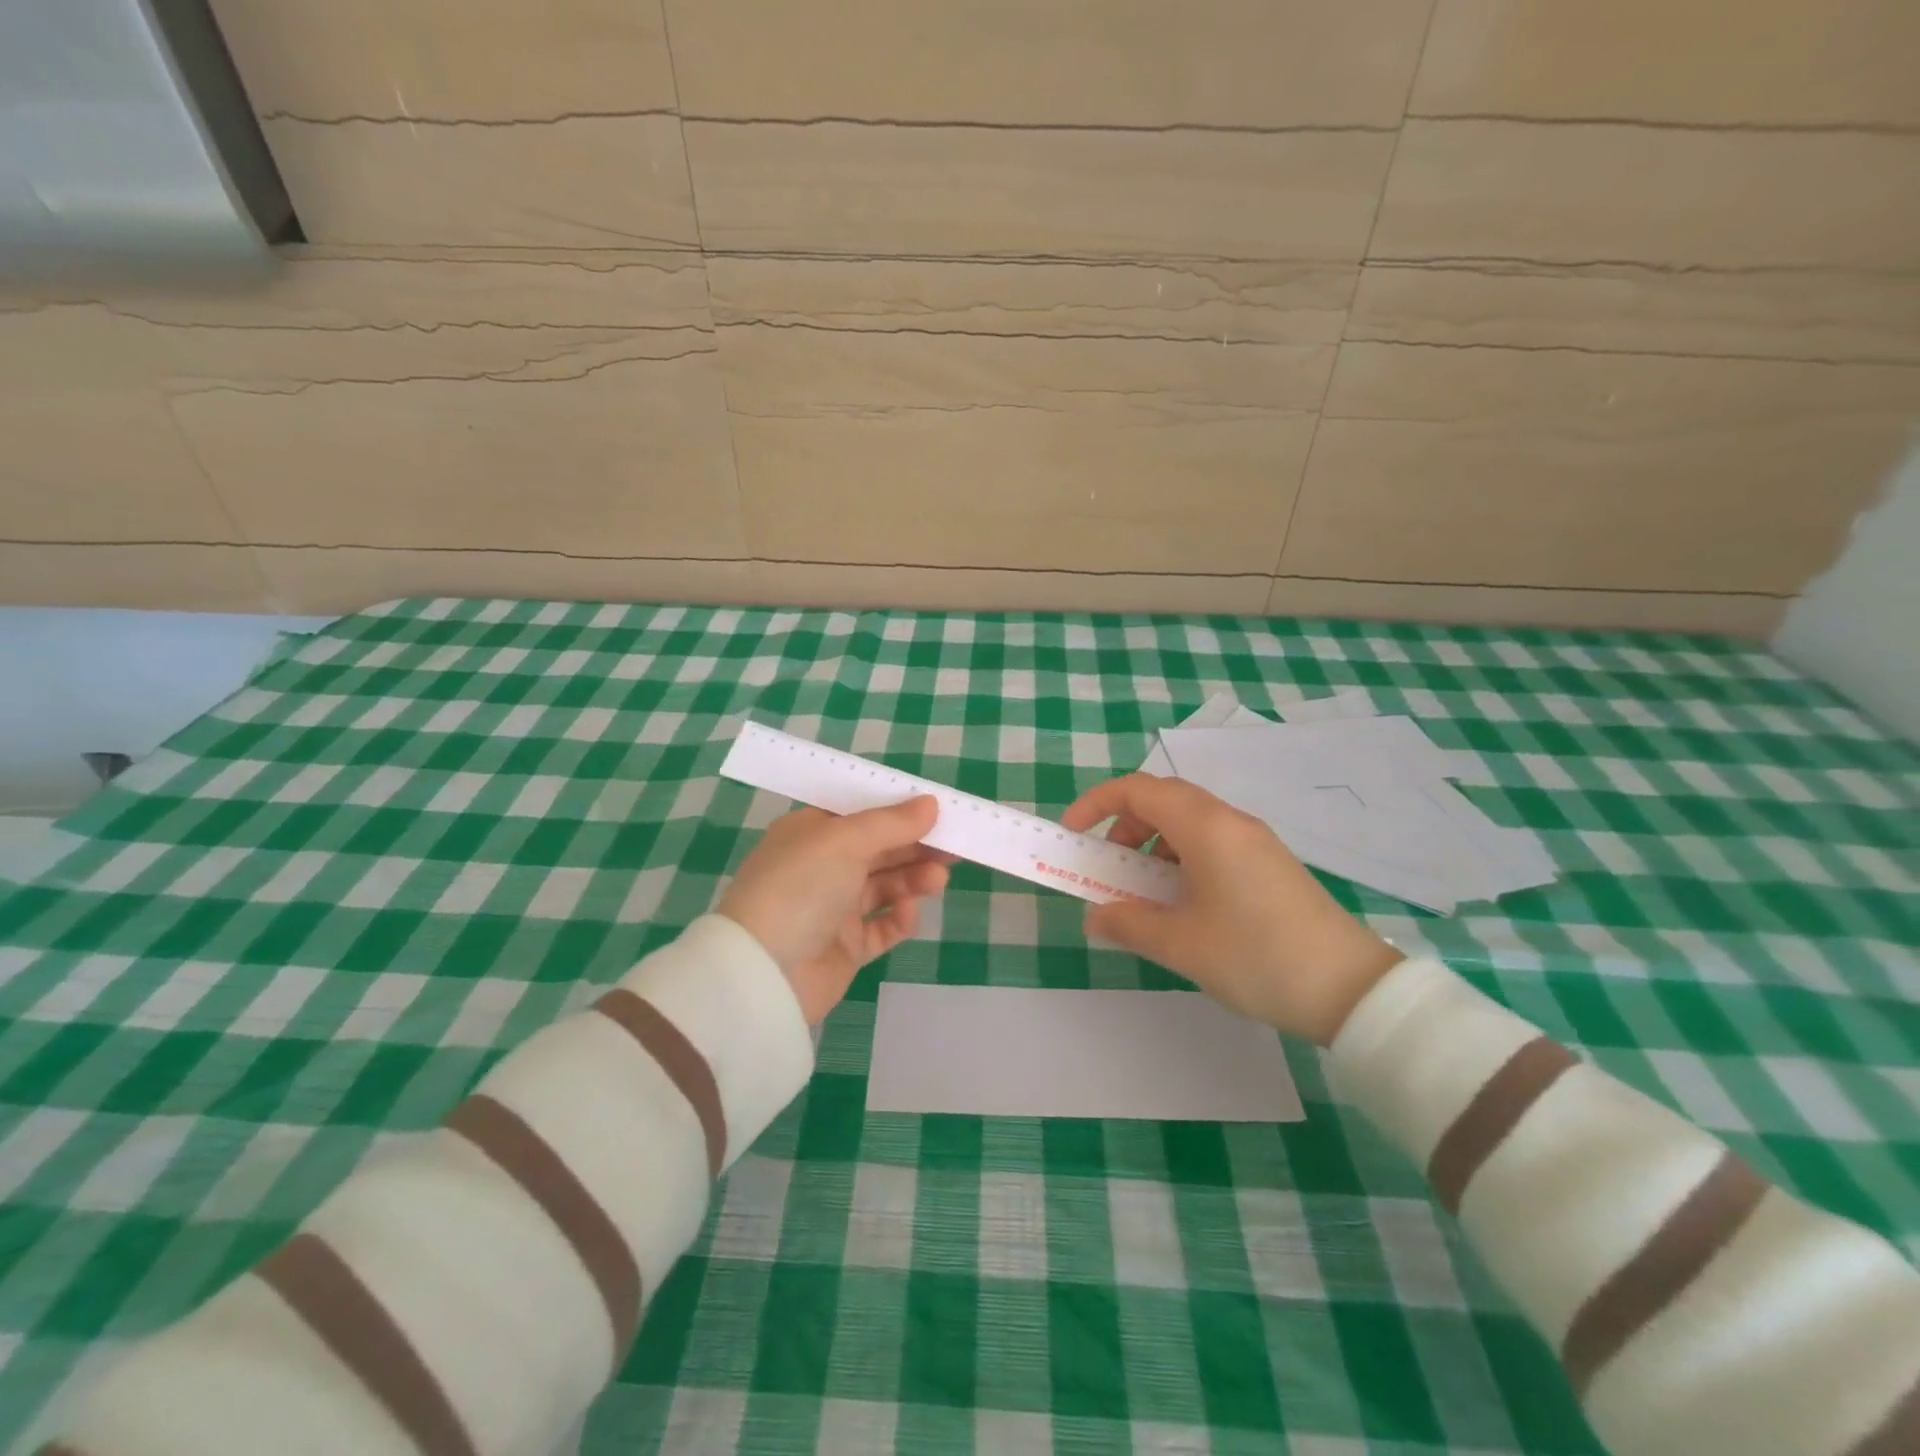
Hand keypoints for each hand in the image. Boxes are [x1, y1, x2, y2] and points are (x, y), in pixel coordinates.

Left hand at [719, 797, 950, 1024]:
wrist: (764, 974)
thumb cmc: (800, 887)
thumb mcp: (844, 841)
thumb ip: (891, 822)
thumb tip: (931, 803)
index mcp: (811, 833)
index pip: (861, 814)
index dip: (899, 810)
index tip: (937, 810)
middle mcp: (822, 867)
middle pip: (879, 849)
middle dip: (916, 845)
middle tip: (955, 845)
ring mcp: (834, 908)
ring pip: (885, 886)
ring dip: (913, 879)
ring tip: (938, 879)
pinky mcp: (846, 946)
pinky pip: (882, 927)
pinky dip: (899, 917)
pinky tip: (908, 911)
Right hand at [1061, 774, 1402, 1044]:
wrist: (1350, 989)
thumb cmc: (1256, 957)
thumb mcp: (1181, 944)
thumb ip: (1128, 922)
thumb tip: (1095, 916)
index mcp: (1206, 828)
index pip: (1138, 790)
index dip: (1097, 803)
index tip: (1073, 833)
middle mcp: (1231, 821)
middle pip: (1163, 800)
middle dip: (1124, 826)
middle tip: (1109, 866)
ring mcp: (1255, 840)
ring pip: (1188, 821)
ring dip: (1153, 844)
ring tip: (1144, 892)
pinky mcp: (1269, 862)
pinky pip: (1212, 842)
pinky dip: (1181, 857)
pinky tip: (1183, 903)